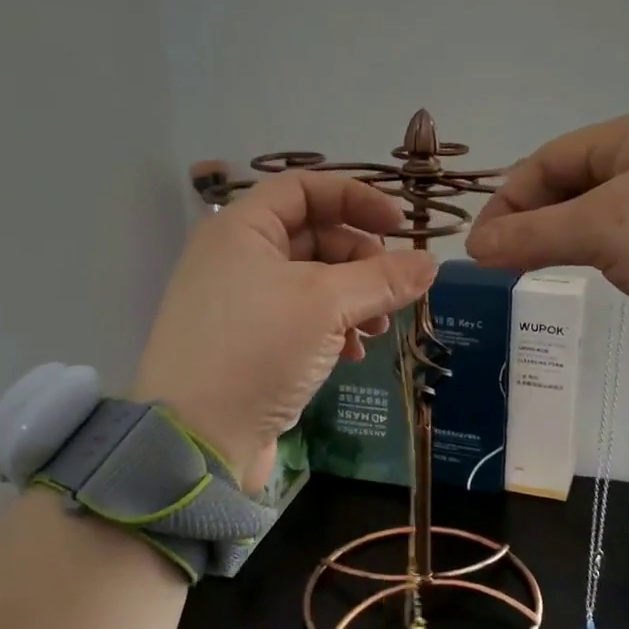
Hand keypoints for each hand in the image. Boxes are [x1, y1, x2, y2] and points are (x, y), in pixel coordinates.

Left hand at [134, 172, 437, 490]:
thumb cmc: (257, 350)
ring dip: (354, 300)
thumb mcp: (326, 305)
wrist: (198, 440)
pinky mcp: (249, 344)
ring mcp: (240, 304)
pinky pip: (301, 320)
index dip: (356, 198)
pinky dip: (332, 329)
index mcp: (241, 229)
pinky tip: (352, 356)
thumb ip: (382, 278)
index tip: (400, 224)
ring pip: (313, 282)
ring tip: (379, 331)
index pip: (304, 188)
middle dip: (361, 260)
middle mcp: (236, 258)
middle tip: (393, 290)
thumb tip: (431, 263)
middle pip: (314, 236)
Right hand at [466, 104, 628, 361]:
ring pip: (596, 210)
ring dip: (559, 236)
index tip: (479, 248)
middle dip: (531, 219)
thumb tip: (474, 246)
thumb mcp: (605, 231)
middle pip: (571, 182)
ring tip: (530, 269)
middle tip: (500, 263)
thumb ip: (533, 235)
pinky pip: (625, 234)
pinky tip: (583, 272)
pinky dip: (594, 251)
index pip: (549, 159)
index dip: (507, 200)